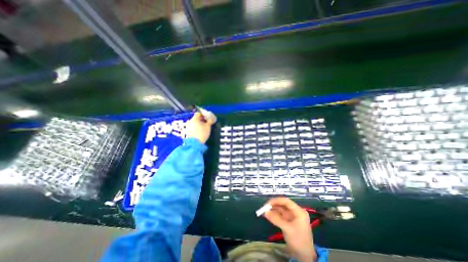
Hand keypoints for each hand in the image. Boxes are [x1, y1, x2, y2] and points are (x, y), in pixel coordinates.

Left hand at [187, 112, 214, 143]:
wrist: (195, 143)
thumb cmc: (202, 133)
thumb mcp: (208, 126)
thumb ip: (210, 121)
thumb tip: (212, 118)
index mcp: (194, 119)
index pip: (199, 113)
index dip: (203, 114)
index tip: (207, 118)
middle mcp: (189, 121)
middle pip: (196, 118)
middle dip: (201, 119)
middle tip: (206, 122)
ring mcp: (187, 126)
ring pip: (194, 122)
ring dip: (199, 123)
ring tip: (203, 127)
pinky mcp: (187, 131)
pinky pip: (192, 126)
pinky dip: (196, 127)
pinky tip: (199, 131)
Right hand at [263, 197, 317, 260]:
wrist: (305, 257)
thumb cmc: (299, 241)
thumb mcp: (287, 229)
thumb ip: (276, 219)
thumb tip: (265, 212)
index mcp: (299, 211)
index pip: (286, 201)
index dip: (276, 201)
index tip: (267, 204)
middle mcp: (296, 211)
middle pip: (283, 204)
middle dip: (273, 205)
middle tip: (264, 208)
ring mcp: (292, 216)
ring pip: (280, 209)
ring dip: (272, 210)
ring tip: (264, 212)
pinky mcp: (289, 221)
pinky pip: (280, 215)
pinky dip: (274, 214)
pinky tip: (267, 215)